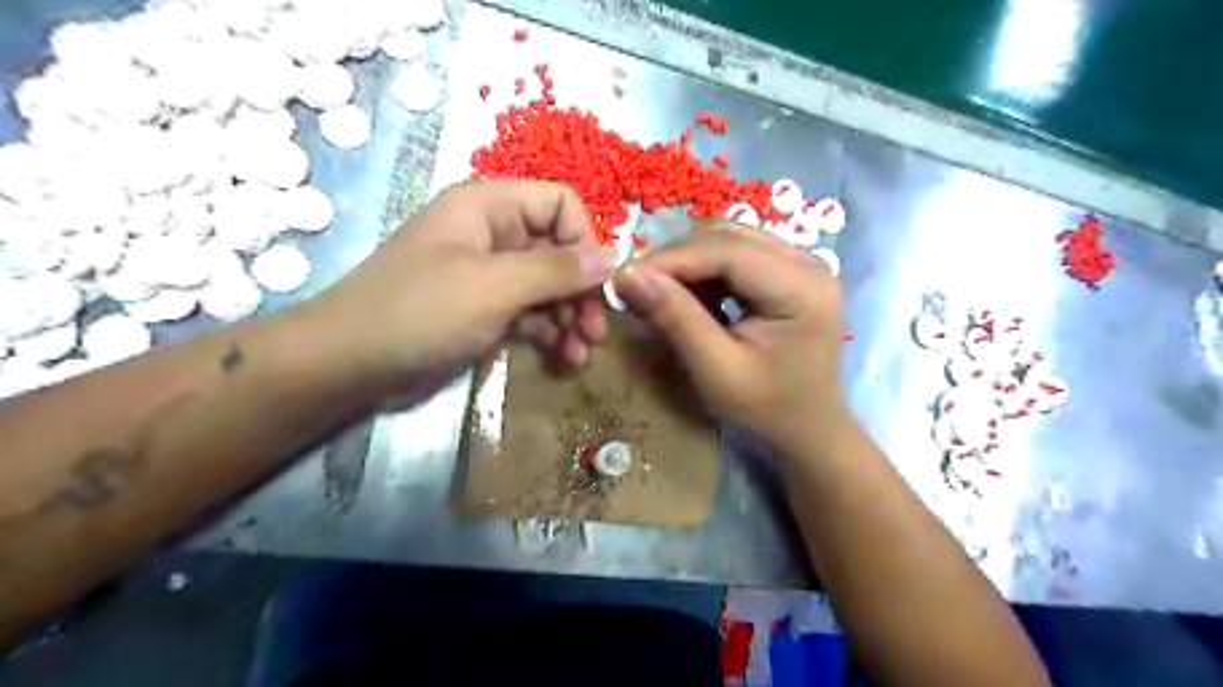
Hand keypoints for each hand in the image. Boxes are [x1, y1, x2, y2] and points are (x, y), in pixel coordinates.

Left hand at [299, 181, 620, 391]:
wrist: (352, 364)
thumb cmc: (421, 311)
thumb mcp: (494, 286)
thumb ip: (557, 270)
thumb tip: (612, 257)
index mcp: (489, 206)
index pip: (560, 204)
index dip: (584, 240)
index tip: (598, 285)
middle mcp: (493, 234)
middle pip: (559, 250)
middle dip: (581, 290)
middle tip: (597, 332)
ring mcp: (489, 274)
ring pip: (548, 285)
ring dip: (570, 316)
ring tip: (581, 352)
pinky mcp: (485, 309)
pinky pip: (530, 312)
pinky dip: (549, 332)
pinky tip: (562, 355)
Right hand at [617, 221, 846, 450]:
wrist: (809, 426)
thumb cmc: (767, 407)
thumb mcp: (716, 369)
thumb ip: (675, 318)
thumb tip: (627, 274)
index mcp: (801, 287)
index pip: (727, 250)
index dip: (671, 258)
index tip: (624, 278)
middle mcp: (806, 261)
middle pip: (726, 236)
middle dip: (676, 259)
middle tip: (637, 289)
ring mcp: (799, 262)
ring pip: (726, 238)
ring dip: (687, 263)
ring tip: (659, 295)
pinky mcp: (786, 270)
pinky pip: (734, 253)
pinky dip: (703, 271)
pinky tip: (689, 299)